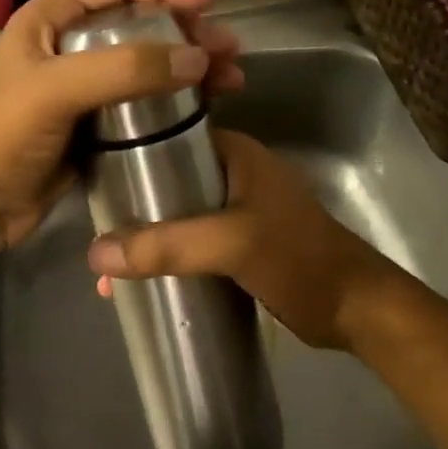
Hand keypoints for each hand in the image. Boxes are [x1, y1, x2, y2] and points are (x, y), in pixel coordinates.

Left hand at [0, 0, 243, 252]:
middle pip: (140, 22)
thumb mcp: (55, 91)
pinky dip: (178, 101)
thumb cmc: (2, 136)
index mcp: (51, 18)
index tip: (204, 5)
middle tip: (229, 49)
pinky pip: (145, 103)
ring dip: (190, 65)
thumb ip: (124, 69)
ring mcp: (86, 88)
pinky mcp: (98, 126)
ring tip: (232, 79)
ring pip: (149, 64)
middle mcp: (70, 45)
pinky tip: (208, 107)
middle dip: (187, 31)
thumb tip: (197, 57)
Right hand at [85, 129, 412, 351]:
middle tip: (96, 236)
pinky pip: (193, 243)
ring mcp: (240, 211)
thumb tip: (96, 251)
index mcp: (236, 154)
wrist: (355, 310)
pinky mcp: (243, 245)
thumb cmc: (299, 260)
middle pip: (169, 181)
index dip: (129, 155)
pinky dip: (168, 257)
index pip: (170, 137)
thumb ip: (167, 245)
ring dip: (147, 238)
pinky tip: (142, 282)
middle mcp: (235, 175)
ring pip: (179, 216)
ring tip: (110, 271)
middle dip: (132, 210)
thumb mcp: (232, 244)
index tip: (92, 181)